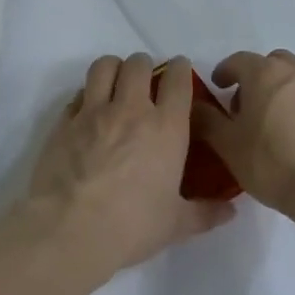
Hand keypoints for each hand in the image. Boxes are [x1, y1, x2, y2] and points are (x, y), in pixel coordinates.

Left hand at [27, 54, 234, 280]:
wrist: (70, 229)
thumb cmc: (132, 225)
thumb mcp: (176, 224)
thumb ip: (205, 213)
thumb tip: (231, 211)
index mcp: (166, 128)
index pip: (178, 80)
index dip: (180, 69)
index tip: (179, 70)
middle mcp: (130, 110)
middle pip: (138, 65)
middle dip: (144, 66)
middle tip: (146, 81)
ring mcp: (92, 113)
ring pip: (103, 67)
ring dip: (113, 69)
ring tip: (115, 83)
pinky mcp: (63, 123)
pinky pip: (77, 95)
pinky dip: (85, 96)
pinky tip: (88, 113)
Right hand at [193, 50, 294, 233]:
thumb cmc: (271, 162)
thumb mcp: (227, 145)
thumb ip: (207, 120)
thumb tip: (195, 106)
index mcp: (265, 73)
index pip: (238, 60)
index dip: (224, 72)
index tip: (218, 87)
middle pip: (272, 63)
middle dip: (256, 78)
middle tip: (246, 106)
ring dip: (282, 91)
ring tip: (274, 123)